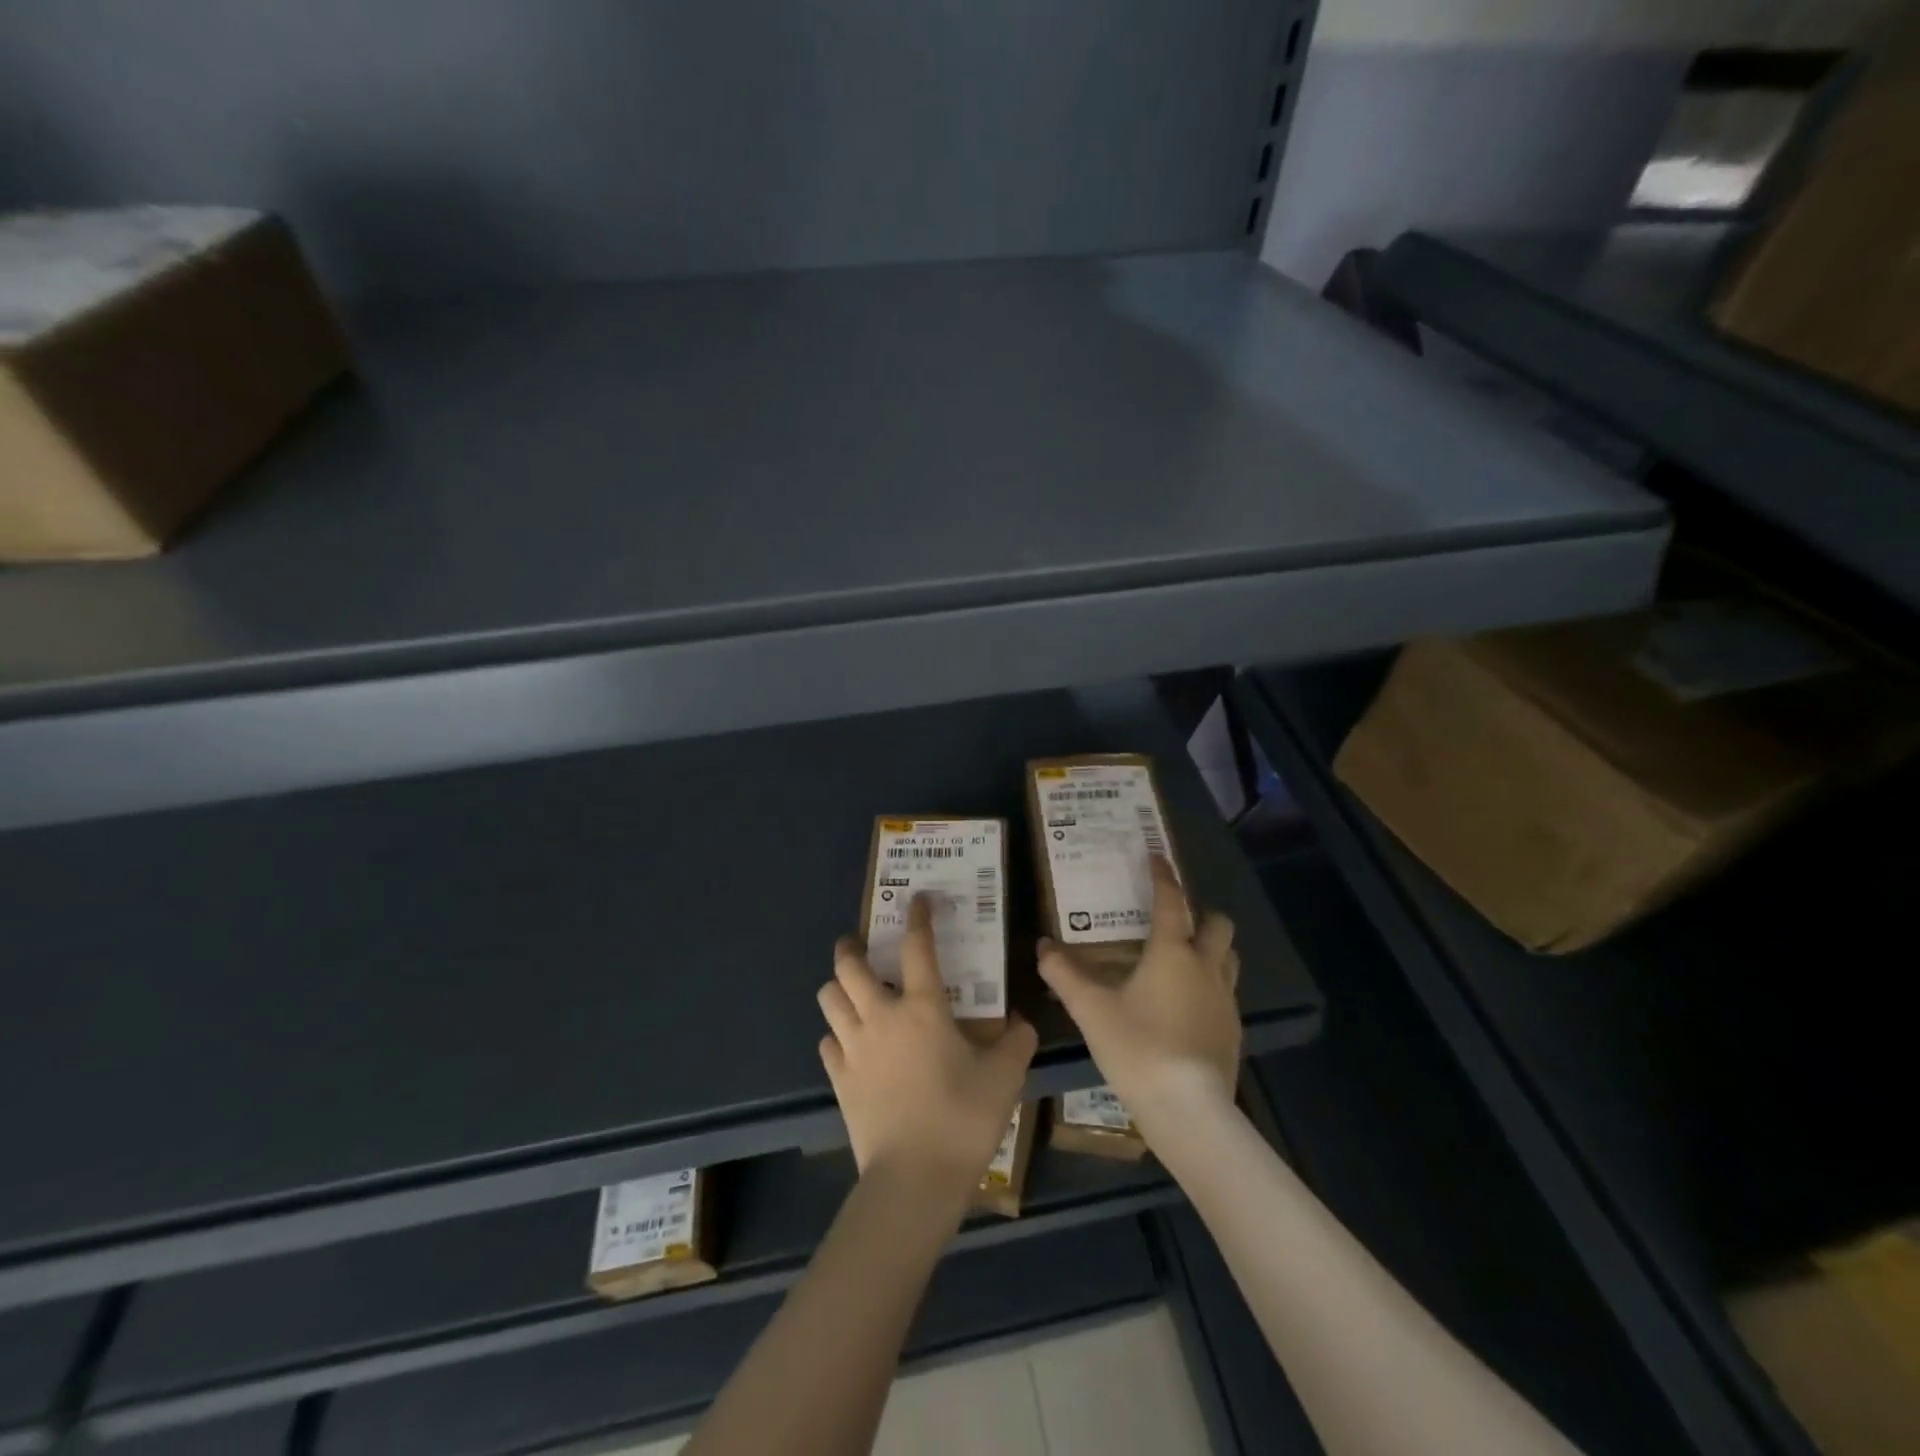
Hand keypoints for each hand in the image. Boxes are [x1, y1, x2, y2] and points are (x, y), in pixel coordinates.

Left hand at [818, 895, 1036, 1201]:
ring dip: (839, 988)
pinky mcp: (839, 1079)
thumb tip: (1021, 1023)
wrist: (913, 1181)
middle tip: (862, 945)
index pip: (918, 947)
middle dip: (851, 947)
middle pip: (849, 966)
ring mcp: (854, 1048)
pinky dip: (836, 1034)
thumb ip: (1017, 1042)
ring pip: (829, 999)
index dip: (919, 917)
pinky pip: (828, 1042)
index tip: (918, 898)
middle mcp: (881, 1017)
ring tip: (854, 992)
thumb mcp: (1005, 1078)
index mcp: (923, 1008)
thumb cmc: (962, 1119)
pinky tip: (851, 1043)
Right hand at [1038, 856, 1239, 1134]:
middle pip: (1218, 925)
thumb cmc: (1137, 1047)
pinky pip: (1227, 993)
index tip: (1156, 855)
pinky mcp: (1233, 1030)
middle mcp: (1206, 967)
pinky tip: (1187, 1006)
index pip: (1171, 901)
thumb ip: (1064, 975)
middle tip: (1174, 919)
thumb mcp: (1091, 1009)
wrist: (1188, 1110)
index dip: (1163, 876)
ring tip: (1183, 959)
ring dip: (1211, 949)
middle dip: (1201, 914)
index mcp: (1173, 953)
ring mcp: (1226, 1000)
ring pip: (1229, 958)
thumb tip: (1042, 946)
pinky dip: (1210, 985)